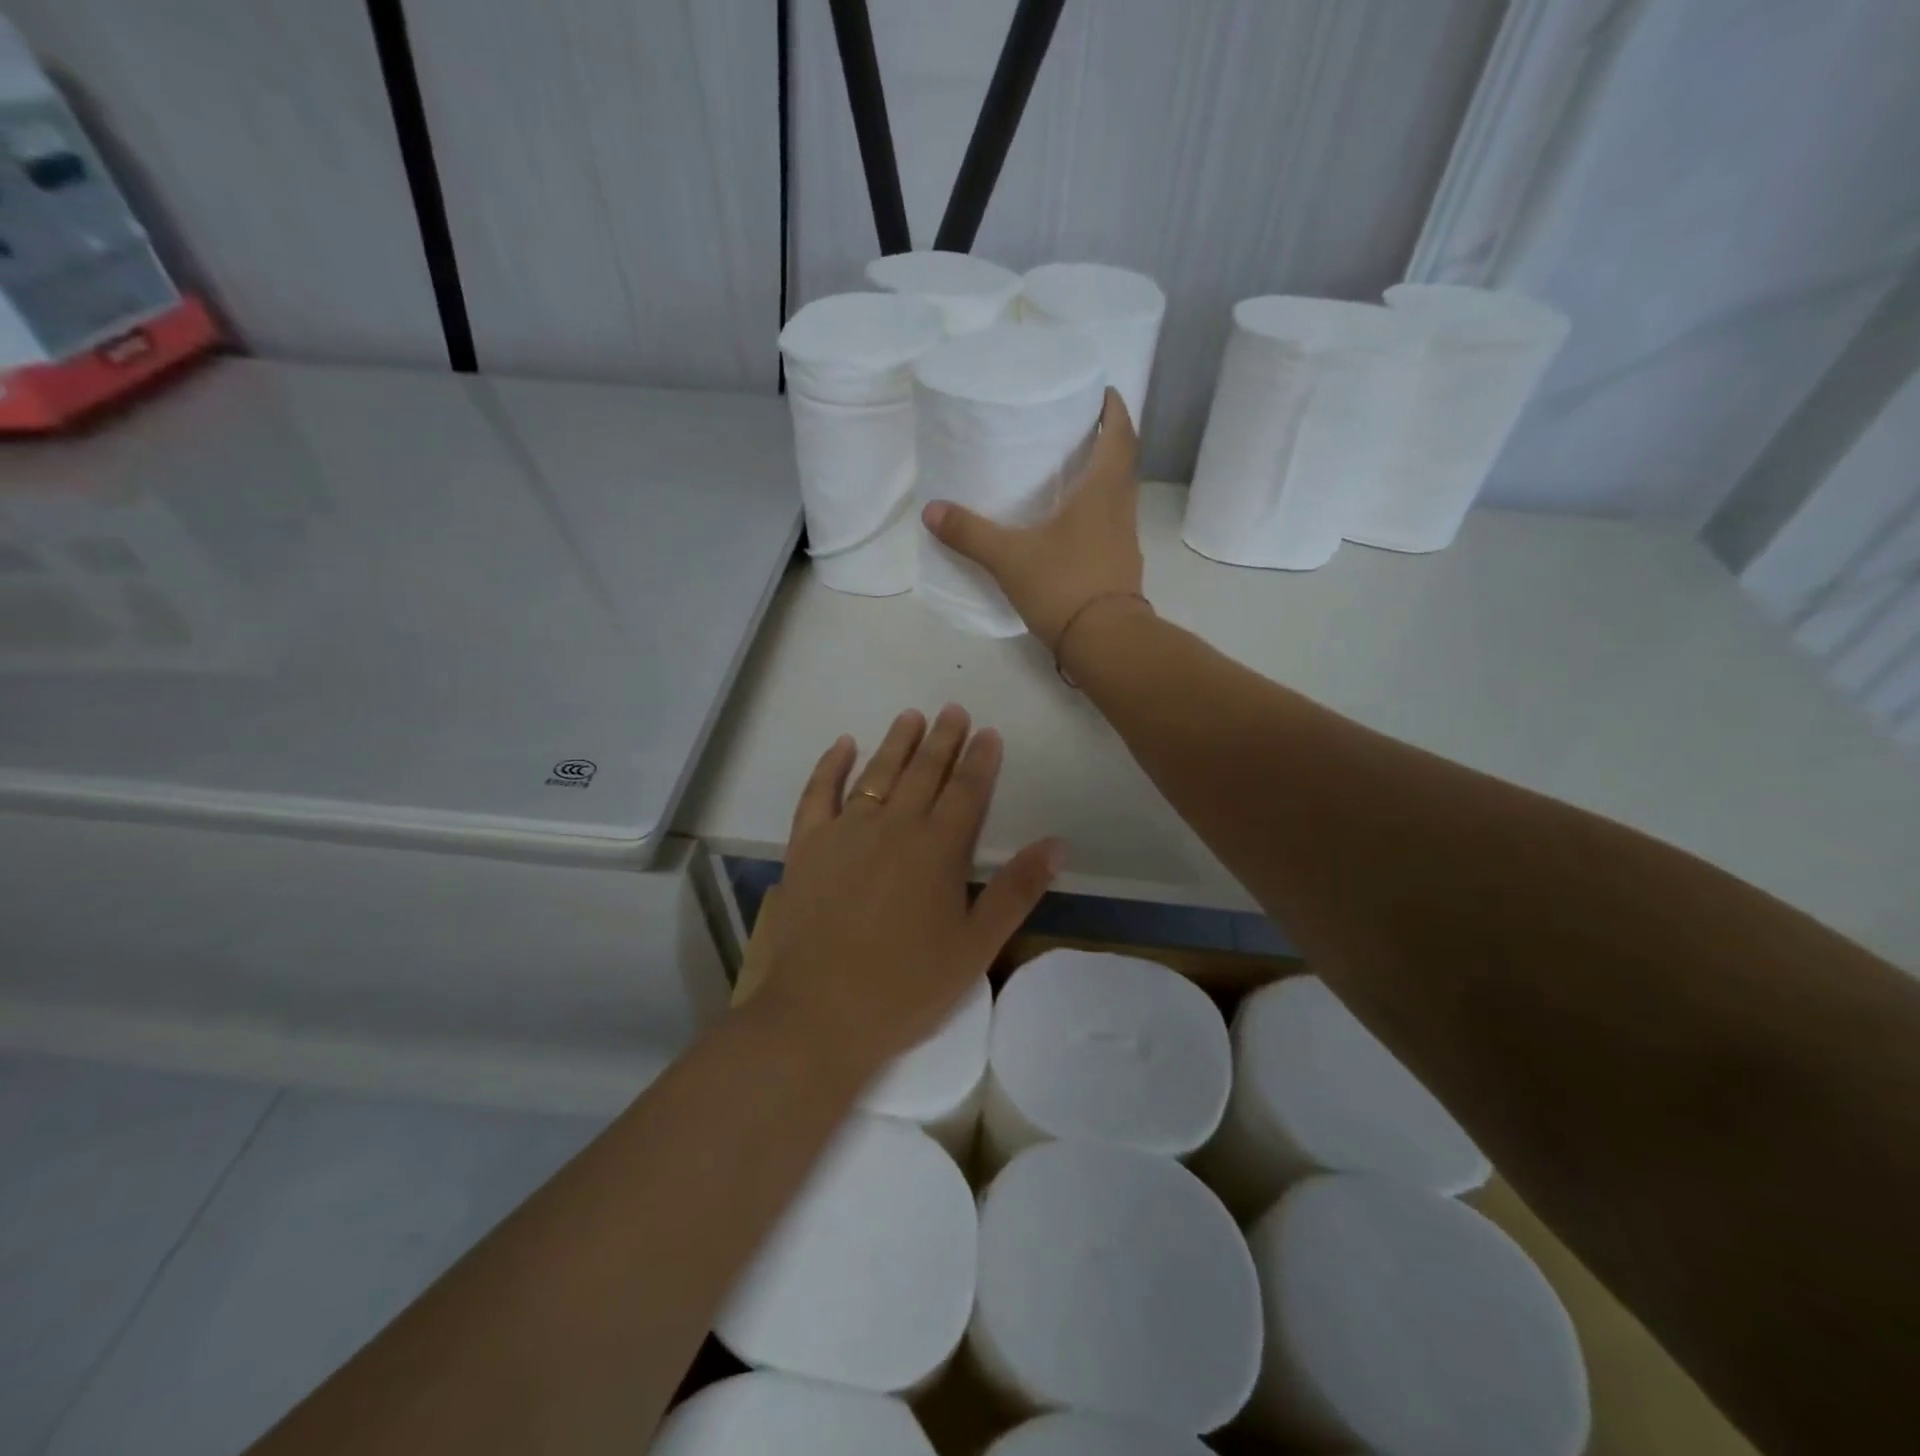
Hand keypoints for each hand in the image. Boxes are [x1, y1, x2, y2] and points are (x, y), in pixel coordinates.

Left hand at [750, 705, 1063, 1075]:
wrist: (820, 1014)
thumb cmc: (907, 986)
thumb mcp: (976, 945)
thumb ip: (1017, 890)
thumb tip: (1058, 843)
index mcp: (938, 849)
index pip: (967, 791)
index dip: (980, 759)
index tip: (989, 732)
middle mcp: (893, 826)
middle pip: (924, 772)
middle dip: (944, 739)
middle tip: (954, 710)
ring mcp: (845, 832)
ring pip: (877, 772)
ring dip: (897, 742)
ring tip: (912, 716)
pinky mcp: (807, 845)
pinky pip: (818, 793)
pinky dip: (830, 765)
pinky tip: (842, 744)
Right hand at [921, 387, 1147, 657]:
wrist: (1105, 642)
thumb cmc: (1063, 585)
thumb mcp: (1010, 558)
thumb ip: (971, 533)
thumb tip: (931, 511)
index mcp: (1103, 490)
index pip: (1120, 434)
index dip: (1113, 409)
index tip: (1101, 392)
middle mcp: (1122, 508)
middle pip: (1123, 462)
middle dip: (1107, 439)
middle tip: (1077, 427)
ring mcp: (1125, 540)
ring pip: (1119, 495)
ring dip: (1103, 477)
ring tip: (1071, 471)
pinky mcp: (1121, 567)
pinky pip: (1112, 525)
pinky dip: (1097, 512)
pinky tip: (1072, 525)